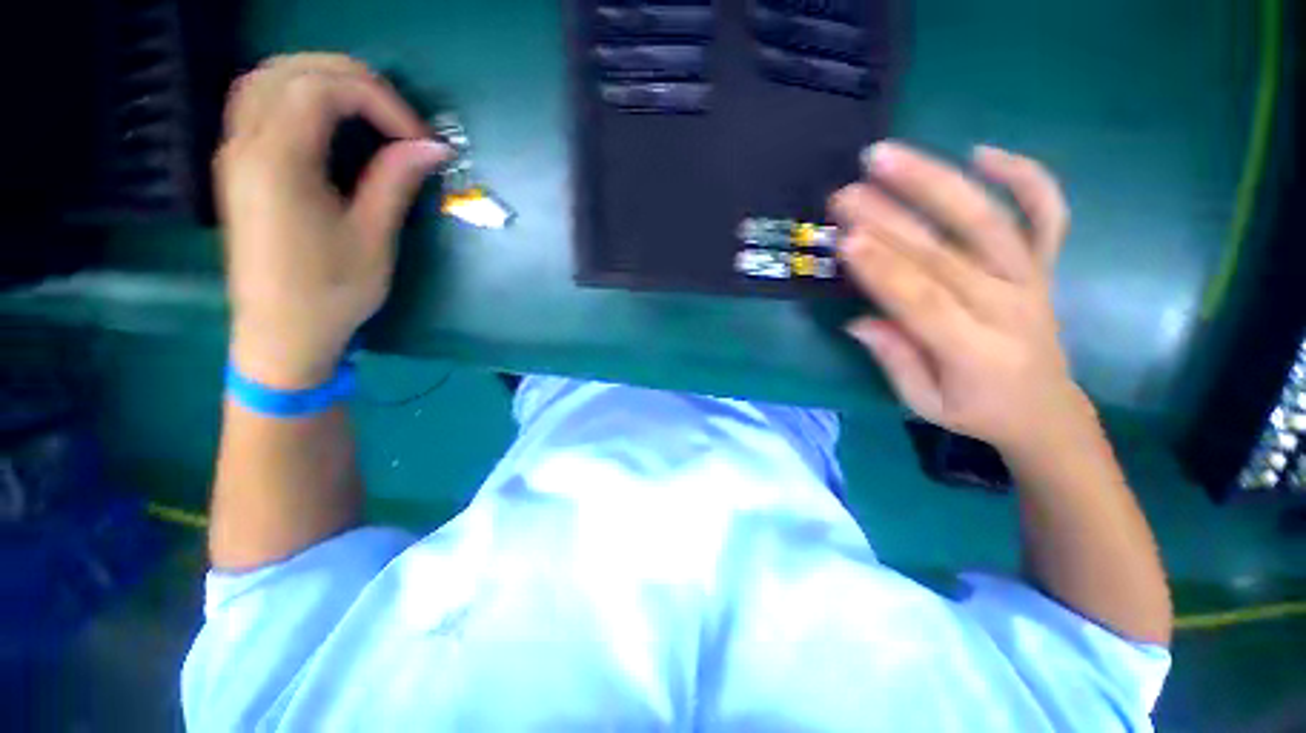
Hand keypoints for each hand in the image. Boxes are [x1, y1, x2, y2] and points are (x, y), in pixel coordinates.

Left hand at [217, 54, 450, 388]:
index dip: (381, 102)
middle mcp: (246, 144)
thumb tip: (433, 147)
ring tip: (368, 108)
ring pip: (267, 78)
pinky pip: (259, 102)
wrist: (281, 334)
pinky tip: (326, 118)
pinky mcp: (239, 166)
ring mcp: (236, 152)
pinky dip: (296, 93)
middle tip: (399, 117)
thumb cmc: (331, 292)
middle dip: (353, 79)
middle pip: (291, 70)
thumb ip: (395, 181)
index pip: (324, 90)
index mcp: (278, 162)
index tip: (420, 140)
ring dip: (321, 79)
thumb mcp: (373, 239)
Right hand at [831, 142, 1087, 452]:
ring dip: (936, 182)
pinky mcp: (1045, 267)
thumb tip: (858, 321)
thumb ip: (894, 360)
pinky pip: (1046, 215)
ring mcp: (1032, 280)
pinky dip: (1025, 177)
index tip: (846, 239)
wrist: (1046, 411)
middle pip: (946, 253)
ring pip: (987, 221)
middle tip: (846, 193)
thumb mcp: (924, 403)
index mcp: (975, 350)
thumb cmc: (976, 411)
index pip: (923, 299)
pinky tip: (983, 153)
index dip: (883, 269)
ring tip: (888, 156)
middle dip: (890, 219)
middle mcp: (1009, 307)